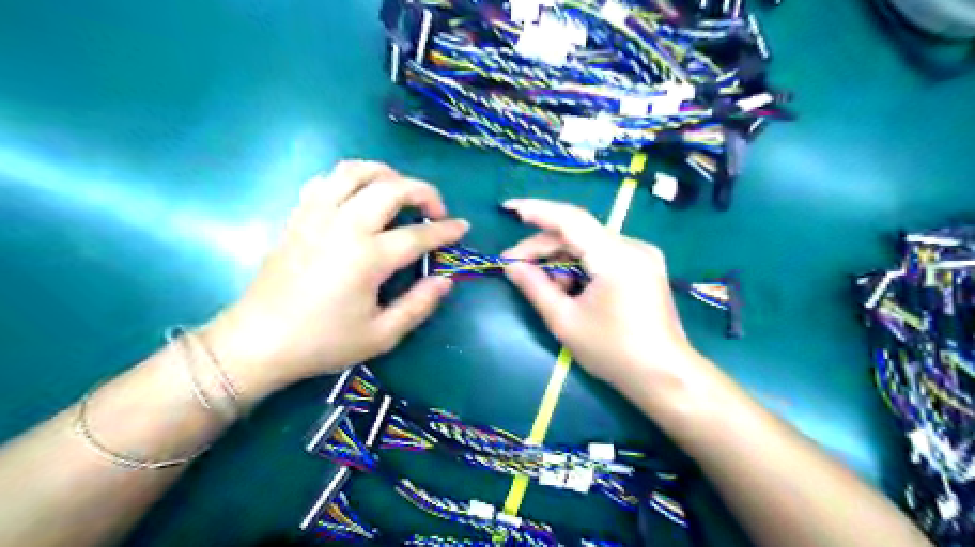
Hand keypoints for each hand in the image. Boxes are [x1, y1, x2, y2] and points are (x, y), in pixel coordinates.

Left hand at [203, 159, 468, 399]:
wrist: (258, 342)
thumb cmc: (323, 343)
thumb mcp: (381, 336)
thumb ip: (418, 305)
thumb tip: (445, 280)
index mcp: (367, 258)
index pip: (418, 234)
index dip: (446, 230)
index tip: (463, 227)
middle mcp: (344, 226)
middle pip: (390, 188)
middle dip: (422, 190)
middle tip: (435, 209)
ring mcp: (316, 216)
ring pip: (354, 171)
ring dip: (385, 174)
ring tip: (400, 191)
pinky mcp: (297, 217)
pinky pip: (325, 180)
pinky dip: (349, 179)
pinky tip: (358, 197)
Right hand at [502, 198, 700, 391]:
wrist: (665, 376)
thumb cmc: (613, 351)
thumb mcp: (565, 321)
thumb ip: (535, 287)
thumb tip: (511, 266)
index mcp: (616, 256)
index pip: (571, 220)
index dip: (538, 211)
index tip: (509, 209)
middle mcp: (633, 246)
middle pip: (578, 233)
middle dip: (543, 247)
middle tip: (513, 264)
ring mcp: (642, 256)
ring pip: (589, 244)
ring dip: (561, 259)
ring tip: (544, 286)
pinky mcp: (644, 267)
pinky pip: (603, 255)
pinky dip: (580, 266)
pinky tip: (569, 288)